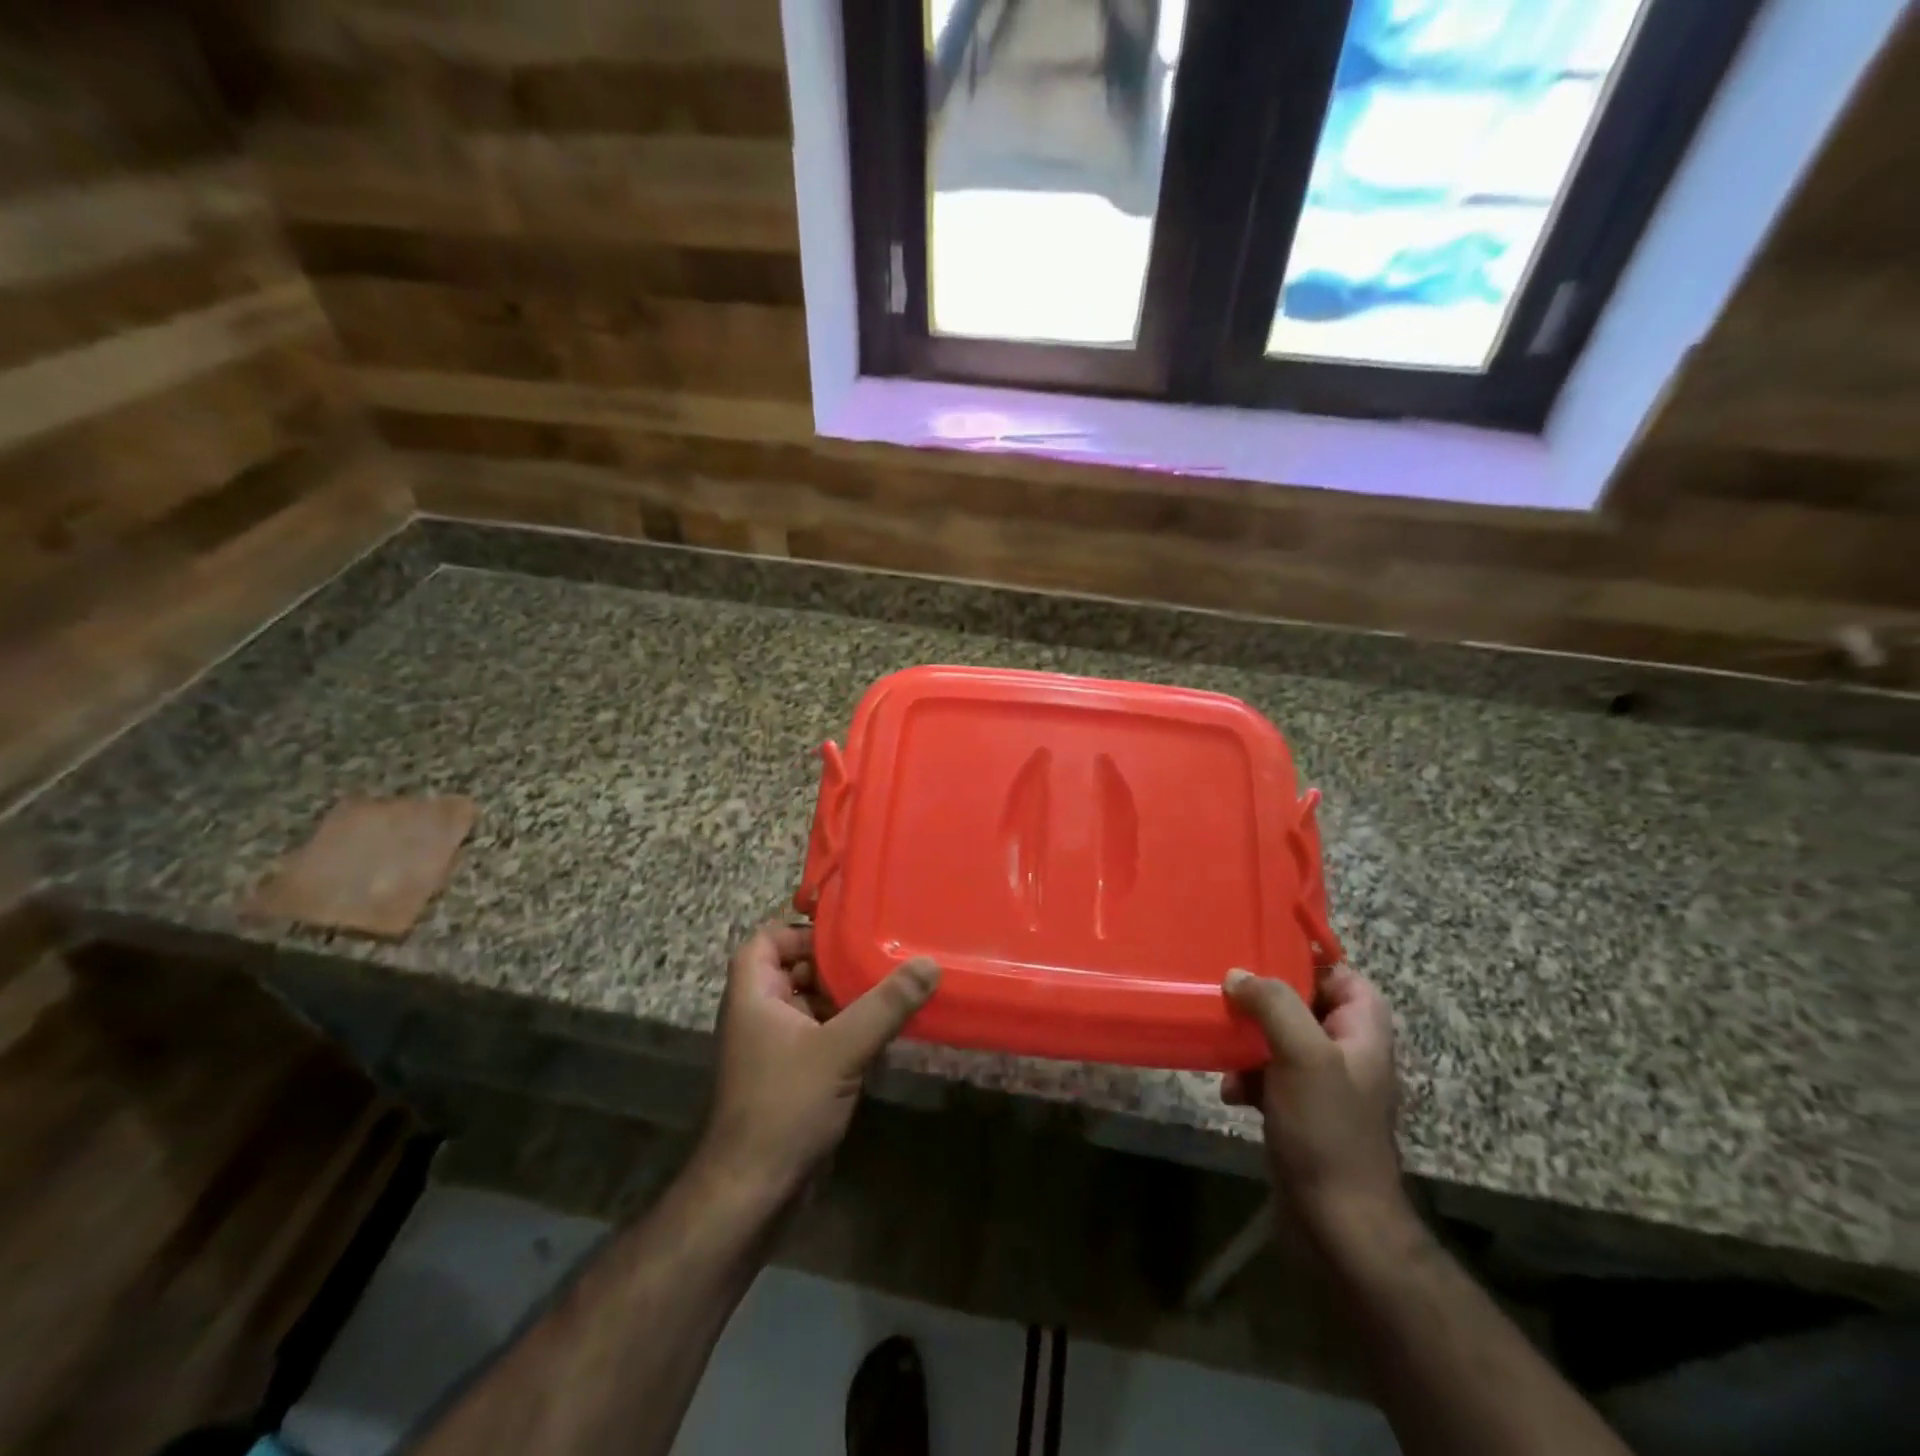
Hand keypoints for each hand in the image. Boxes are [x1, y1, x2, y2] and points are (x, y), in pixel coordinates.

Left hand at [699, 923, 939, 1202]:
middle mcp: (760, 1013)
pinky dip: (848, 1027)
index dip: (802, 930)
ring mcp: (775, 1046)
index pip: (768, 939)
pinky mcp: (793, 1074)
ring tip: (893, 987)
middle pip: (796, 969)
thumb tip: (929, 963)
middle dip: (836, 962)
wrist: (754, 1192)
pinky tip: (885, 1030)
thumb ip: (886, 1004)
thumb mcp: (841, 1048)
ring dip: (847, 996)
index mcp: (754, 994)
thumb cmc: (785, 1105)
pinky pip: (822, 1034)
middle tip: (883, 956)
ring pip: (812, 1003)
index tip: (848, 933)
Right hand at [1221, 964, 1407, 1242]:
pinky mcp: (1299, 1108)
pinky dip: (1246, 1076)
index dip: (1304, 961)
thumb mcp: (1303, 1055)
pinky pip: (1267, 1073)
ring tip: (1223, 1049)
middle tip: (1226, 993)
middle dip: (1261, 1001)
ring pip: (1278, 1036)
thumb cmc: (1328, 1129)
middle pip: (1301, 1003)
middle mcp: (1346, 1049)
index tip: (1258, 952)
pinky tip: (1229, 1091)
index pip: (1340, 974)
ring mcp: (1322, 1081)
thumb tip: (1238, 975)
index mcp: (1362, 1030)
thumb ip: (1274, 1005)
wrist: (1337, 1222)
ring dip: (1246, 1041)